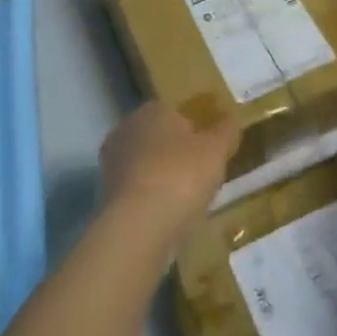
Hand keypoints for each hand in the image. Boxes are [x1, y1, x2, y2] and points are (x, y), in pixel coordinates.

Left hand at [99, 96, 240, 241]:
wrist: (138, 226)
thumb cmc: (181, 175)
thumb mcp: (216, 150)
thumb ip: (226, 129)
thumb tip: (231, 114)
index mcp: (152, 110)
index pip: (175, 111)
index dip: (195, 129)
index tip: (210, 150)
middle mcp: (126, 129)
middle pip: (158, 138)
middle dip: (176, 153)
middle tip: (201, 174)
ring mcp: (112, 163)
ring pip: (146, 165)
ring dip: (163, 178)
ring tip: (187, 200)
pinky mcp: (105, 194)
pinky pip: (137, 191)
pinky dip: (151, 200)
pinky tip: (167, 216)